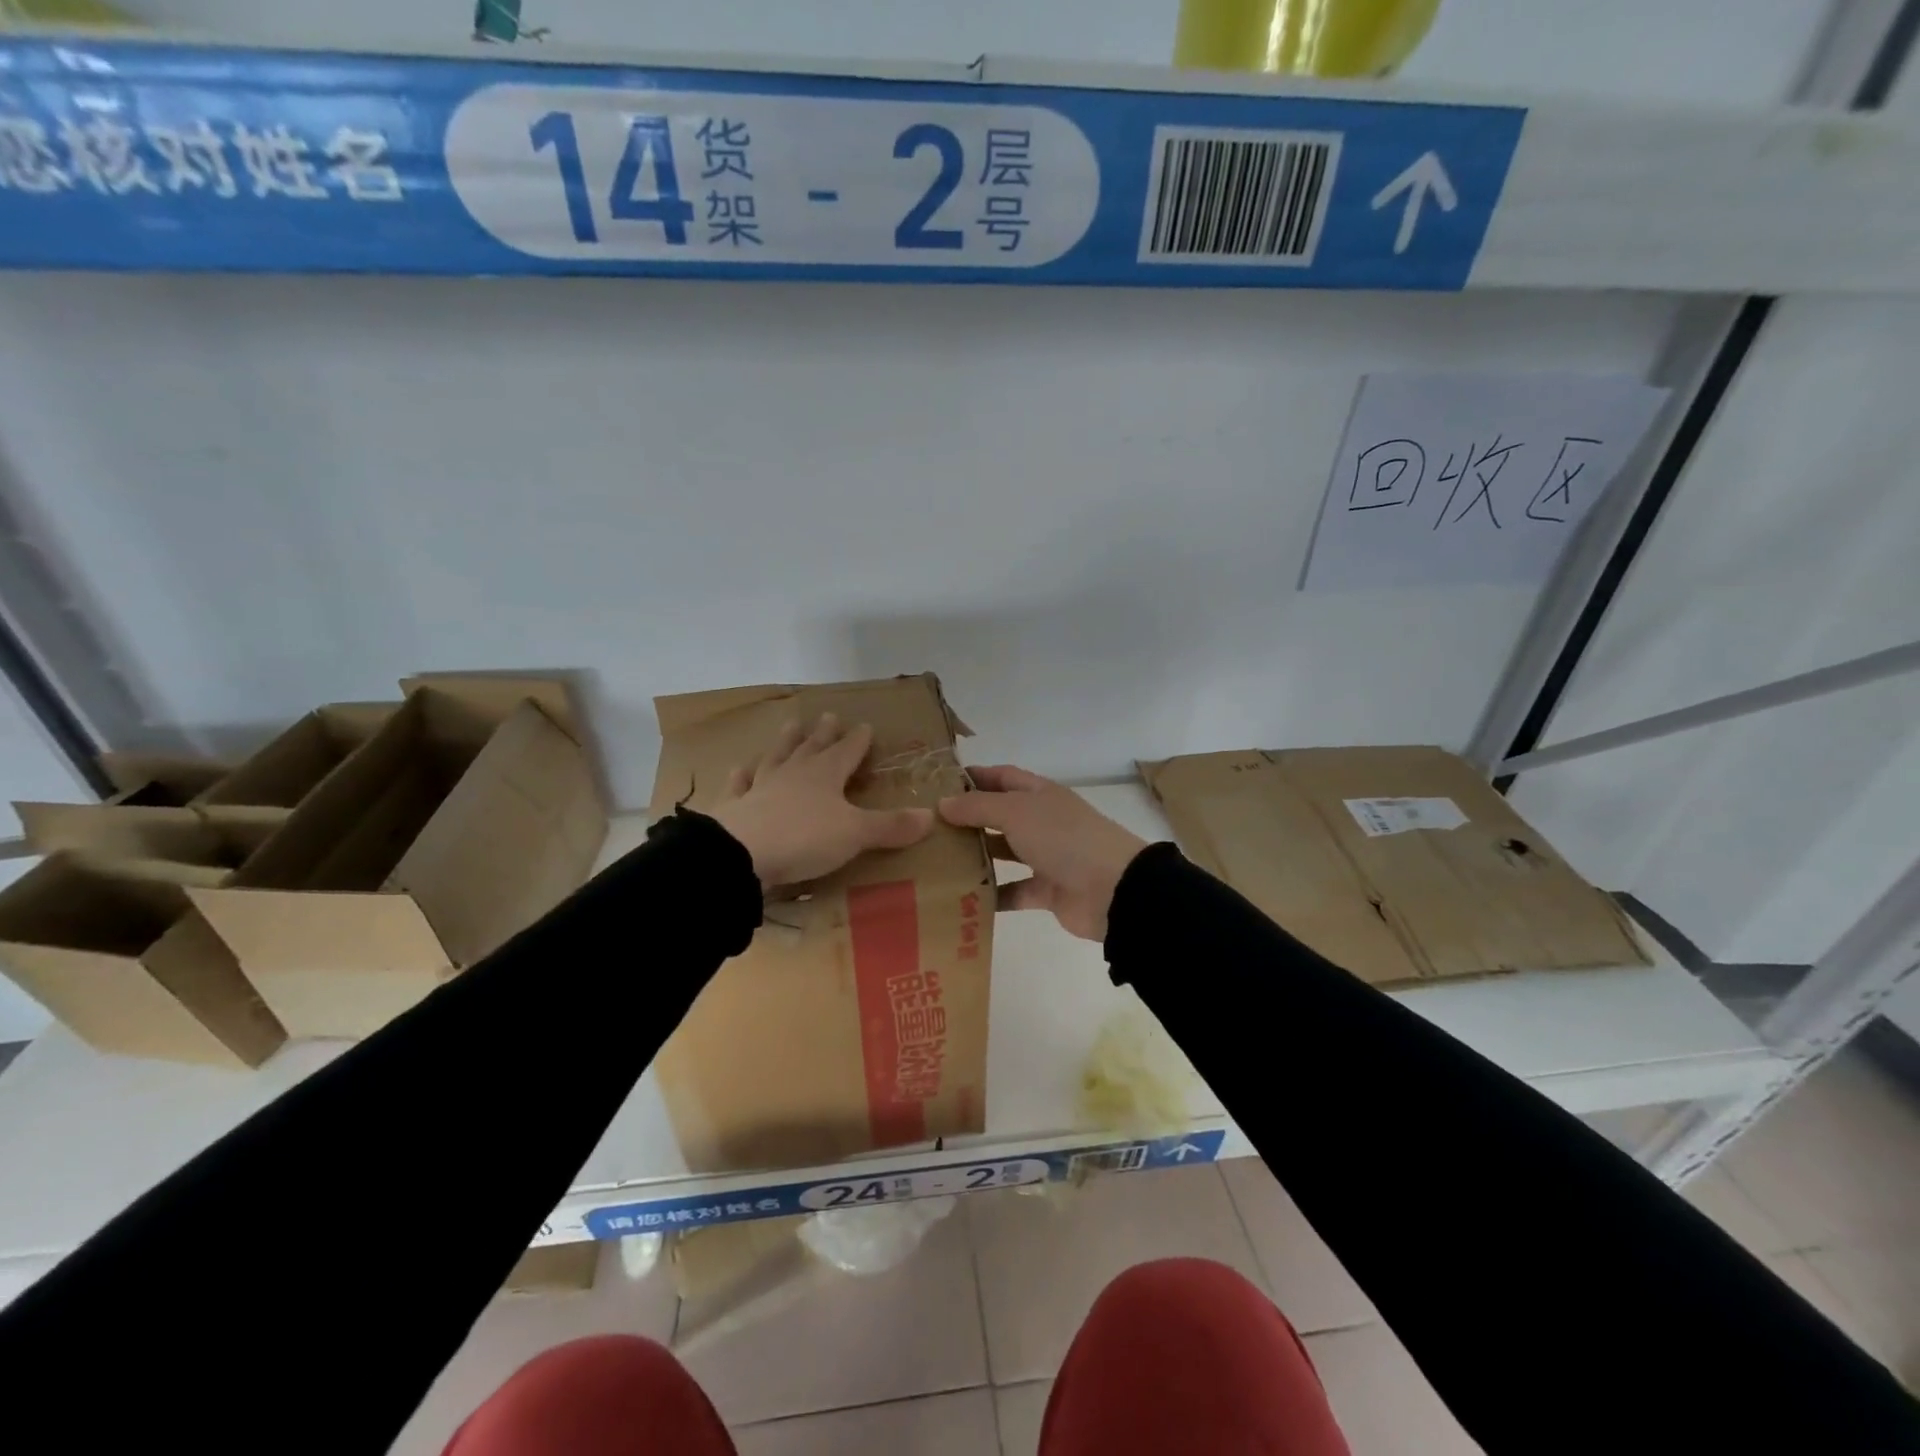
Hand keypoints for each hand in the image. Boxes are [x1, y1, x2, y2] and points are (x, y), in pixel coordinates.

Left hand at [709, 714, 933, 890]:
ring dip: (785, 743)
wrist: (741, 854)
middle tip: (828, 715)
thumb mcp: (856, 834)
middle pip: (811, 747)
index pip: (847, 751)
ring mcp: (761, 787)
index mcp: (826, 774)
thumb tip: (932, 816)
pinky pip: (739, 785)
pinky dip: (741, 776)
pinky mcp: (736, 807)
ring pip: (776, 757)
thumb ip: (891, 826)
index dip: (858, 740)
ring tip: (790, 726)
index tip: (865, 725)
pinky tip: (739, 767)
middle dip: (823, 733)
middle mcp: (794, 773)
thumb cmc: (805, 838)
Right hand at [938, 765, 1147, 940]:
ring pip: (1004, 853)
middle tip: (927, 827)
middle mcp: (1042, 821)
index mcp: (1039, 794)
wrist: (1113, 889)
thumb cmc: (1063, 838)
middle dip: (967, 819)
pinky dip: (991, 895)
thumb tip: (943, 803)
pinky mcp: (1047, 891)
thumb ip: (978, 807)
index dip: (974, 777)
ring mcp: (1046, 856)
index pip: (1002, 777)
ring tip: (936, 861)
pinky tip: (960, 899)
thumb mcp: (1016, 812)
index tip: (937, 784)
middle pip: (999, 815)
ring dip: (975, 857)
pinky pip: (1013, 891)